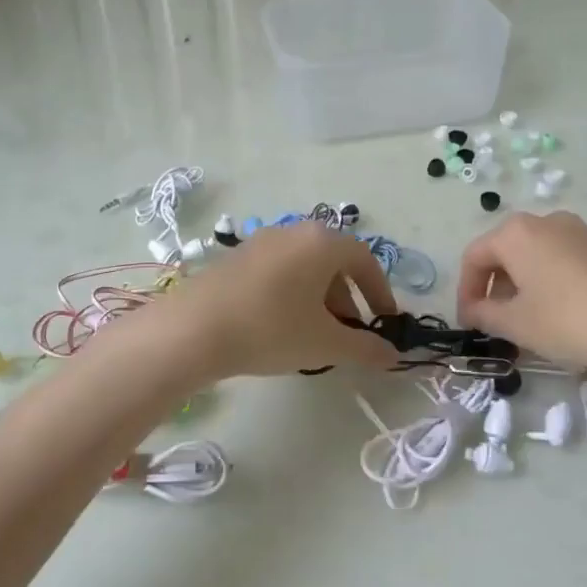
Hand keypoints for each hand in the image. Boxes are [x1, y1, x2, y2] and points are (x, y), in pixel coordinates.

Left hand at [144, 223, 400, 379]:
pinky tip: (281, 326)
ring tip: (315, 334)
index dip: (379, 291)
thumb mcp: (325, 343)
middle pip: (333, 261)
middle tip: (348, 333)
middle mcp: (294, 231)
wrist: (193, 330)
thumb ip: (364, 348)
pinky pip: (278, 270)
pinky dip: (292, 293)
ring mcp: (262, 241)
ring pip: (304, 266)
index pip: (364, 260)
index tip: (384, 321)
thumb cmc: (271, 329)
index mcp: (322, 242)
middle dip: (347, 298)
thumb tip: (392, 355)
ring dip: (319, 297)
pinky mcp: (236, 257)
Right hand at [456, 211, 586, 376]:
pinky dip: (549, 283)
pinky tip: (561, 315)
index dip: (465, 291)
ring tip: (528, 323)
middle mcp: (545, 221)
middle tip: (496, 324)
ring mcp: (578, 231)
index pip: (474, 257)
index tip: (468, 323)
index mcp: (515, 233)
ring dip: (522, 287)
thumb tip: (473, 311)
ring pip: (534, 256)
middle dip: (494, 288)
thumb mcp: (516, 324)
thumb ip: (484, 315)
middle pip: (504, 252)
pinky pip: (561, 260)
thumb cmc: (568, 320)